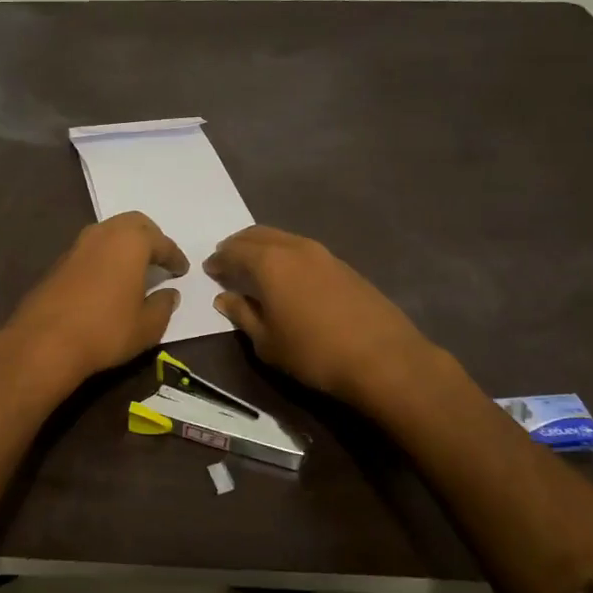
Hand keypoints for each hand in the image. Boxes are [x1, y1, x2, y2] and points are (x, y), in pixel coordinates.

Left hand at [0, 212, 187, 390]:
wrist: (45, 342)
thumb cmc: (106, 331)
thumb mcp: (147, 326)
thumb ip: (163, 306)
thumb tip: (170, 294)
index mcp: (131, 241)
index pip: (162, 242)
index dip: (175, 257)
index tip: (182, 270)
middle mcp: (104, 233)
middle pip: (133, 224)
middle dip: (150, 238)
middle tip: (160, 258)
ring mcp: (78, 245)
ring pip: (109, 232)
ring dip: (125, 244)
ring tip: (136, 267)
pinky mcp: (59, 261)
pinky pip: (92, 249)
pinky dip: (106, 256)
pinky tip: (109, 278)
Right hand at [206, 225, 441, 410]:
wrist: (383, 358)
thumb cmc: (314, 353)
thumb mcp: (267, 342)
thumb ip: (243, 315)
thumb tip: (225, 298)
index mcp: (269, 263)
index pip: (233, 251)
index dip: (218, 260)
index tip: (209, 269)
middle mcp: (294, 248)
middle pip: (258, 235)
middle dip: (238, 245)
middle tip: (227, 260)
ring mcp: (323, 253)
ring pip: (283, 239)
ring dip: (263, 248)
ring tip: (254, 267)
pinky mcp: (343, 265)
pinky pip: (303, 250)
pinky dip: (285, 256)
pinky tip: (287, 277)